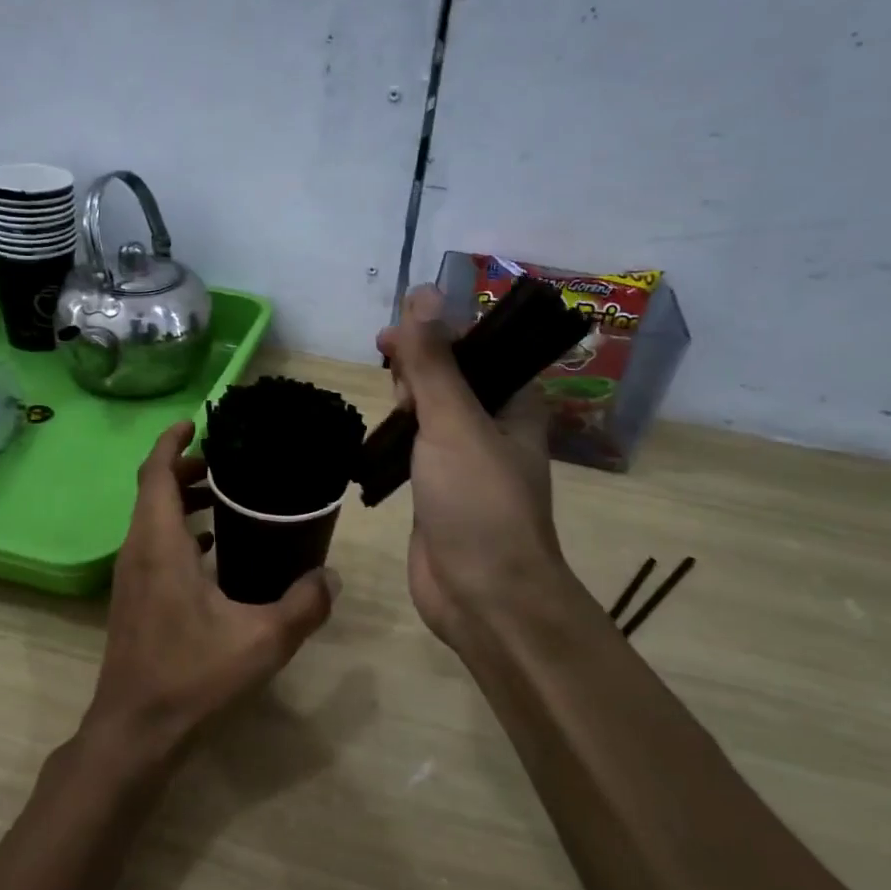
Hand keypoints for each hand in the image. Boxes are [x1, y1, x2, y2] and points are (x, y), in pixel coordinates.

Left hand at [82, 422, 338, 776]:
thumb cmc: (192, 677)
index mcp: (159, 545)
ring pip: (151, 519)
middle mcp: (138, 551)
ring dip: (182, 500)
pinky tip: (216, 551)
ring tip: (227, 498)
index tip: (196, 423)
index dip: (171, 441)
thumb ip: (303, 605)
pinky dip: (180, 531)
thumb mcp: (261, 640)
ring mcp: (131, 577)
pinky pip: (154, 545)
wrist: (135, 732)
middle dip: (186, 469)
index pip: (154, 473)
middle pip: (152, 490)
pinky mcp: (134, 599)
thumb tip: (330, 577)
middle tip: (228, 463)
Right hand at [376, 287, 575, 656]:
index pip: (473, 347)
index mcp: (514, 403)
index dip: (433, 335)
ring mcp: (464, 460)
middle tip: (395, 389)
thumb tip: (421, 293)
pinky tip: (376, 441)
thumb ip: (435, 360)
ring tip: (387, 414)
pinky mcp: (438, 490)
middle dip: (416, 370)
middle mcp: (493, 426)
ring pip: (429, 413)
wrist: (483, 596)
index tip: (390, 340)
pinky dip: (396, 438)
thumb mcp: (455, 422)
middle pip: (449, 376)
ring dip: (405, 404)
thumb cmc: (478, 502)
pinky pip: (415, 448)